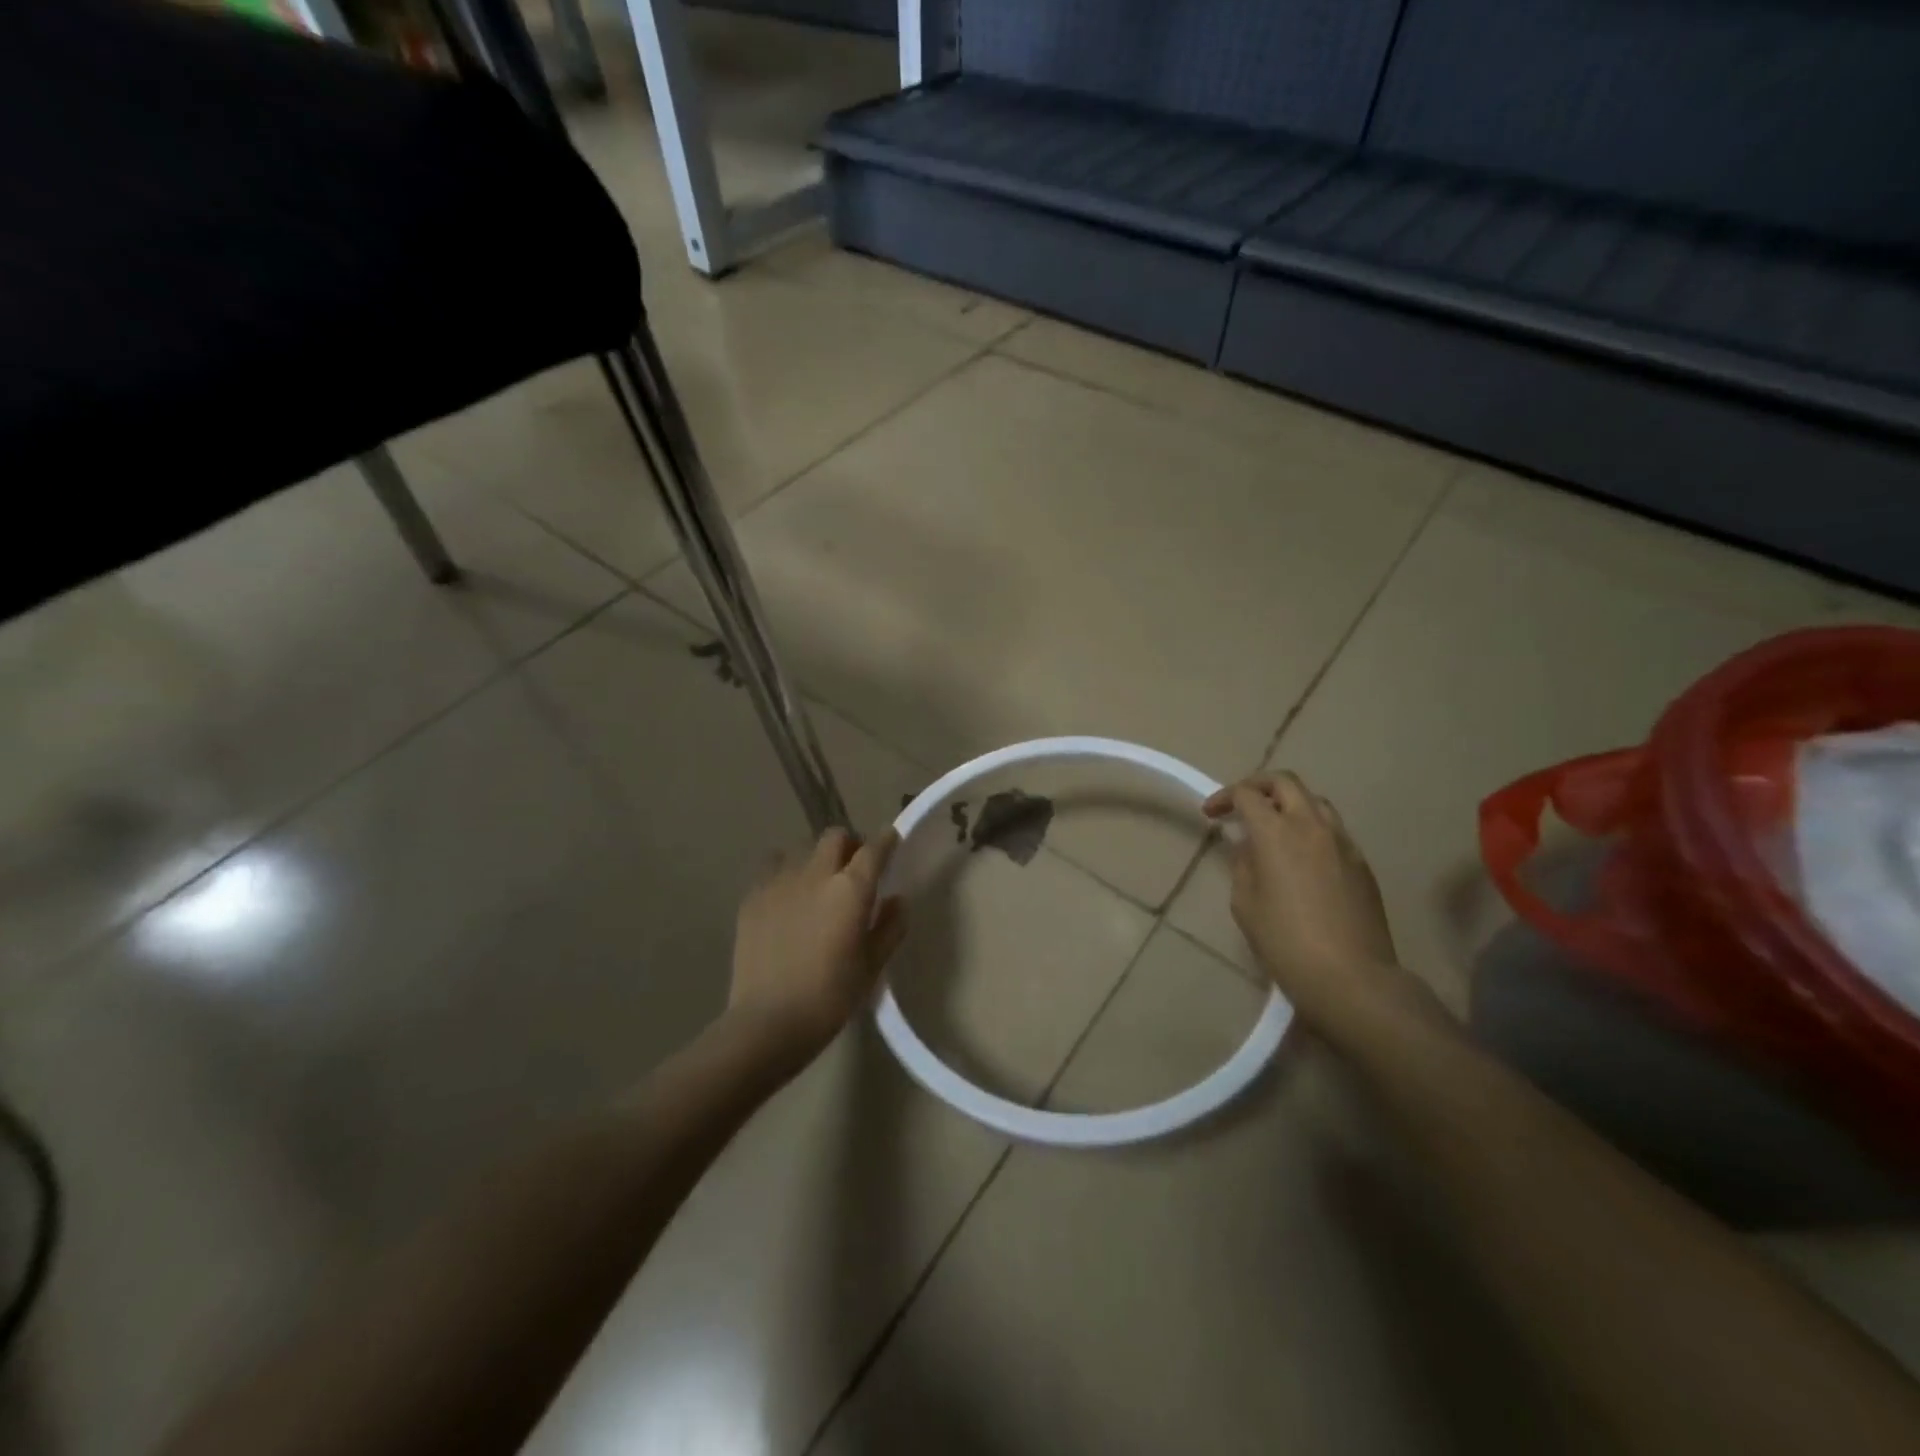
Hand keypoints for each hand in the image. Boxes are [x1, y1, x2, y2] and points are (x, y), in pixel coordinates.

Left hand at [728, 827, 907, 1062]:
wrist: (768, 1021)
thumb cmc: (830, 997)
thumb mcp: (872, 966)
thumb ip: (890, 928)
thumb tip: (896, 901)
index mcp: (851, 889)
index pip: (874, 849)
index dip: (886, 841)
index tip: (891, 841)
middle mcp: (816, 874)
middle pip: (834, 837)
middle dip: (848, 845)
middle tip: (852, 867)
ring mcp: (779, 881)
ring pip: (801, 848)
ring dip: (815, 858)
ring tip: (816, 882)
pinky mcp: (752, 896)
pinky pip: (772, 868)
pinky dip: (784, 872)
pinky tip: (786, 897)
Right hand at [1202, 772, 1401, 1012]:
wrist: (1352, 978)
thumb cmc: (1285, 942)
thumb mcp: (1245, 903)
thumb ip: (1244, 864)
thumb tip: (1250, 847)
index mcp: (1276, 833)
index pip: (1247, 794)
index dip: (1224, 797)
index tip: (1211, 814)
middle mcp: (1312, 826)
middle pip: (1285, 782)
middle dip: (1258, 786)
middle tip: (1241, 804)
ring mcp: (1343, 843)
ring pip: (1315, 801)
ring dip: (1289, 803)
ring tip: (1273, 827)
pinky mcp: (1362, 864)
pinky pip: (1334, 830)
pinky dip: (1311, 828)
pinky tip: (1301, 857)